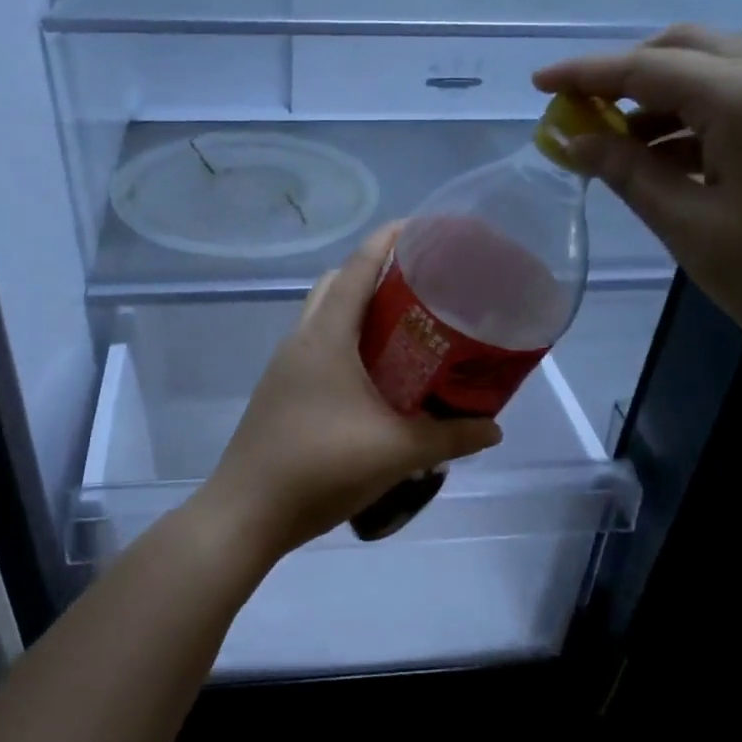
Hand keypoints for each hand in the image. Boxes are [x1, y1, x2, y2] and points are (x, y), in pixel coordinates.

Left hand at [197, 224, 502, 562]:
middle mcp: (301, 340)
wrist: (247, 513)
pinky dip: (345, 342)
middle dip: (374, 273)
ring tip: (405, 329)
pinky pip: (317, 347)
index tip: (424, 228)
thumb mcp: (396, 452)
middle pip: (336, 284)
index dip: (389, 239)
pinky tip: (374, 378)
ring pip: (323, 316)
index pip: (357, 267)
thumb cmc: (321, 468)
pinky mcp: (279, 391)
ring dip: (358, 310)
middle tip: (421, 287)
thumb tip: (494, 429)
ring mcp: (284, 366)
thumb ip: (450, 437)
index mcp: (326, 337)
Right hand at [534, 25, 741, 399]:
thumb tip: (575, 141)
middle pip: (688, 49)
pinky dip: (696, 120)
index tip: (535, 82)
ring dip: (661, 98)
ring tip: (616, 147)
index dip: (584, 72)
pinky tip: (670, 163)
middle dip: (627, 71)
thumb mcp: (693, 229)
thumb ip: (629, 174)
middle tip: (581, 111)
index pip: (646, 67)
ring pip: (718, 75)